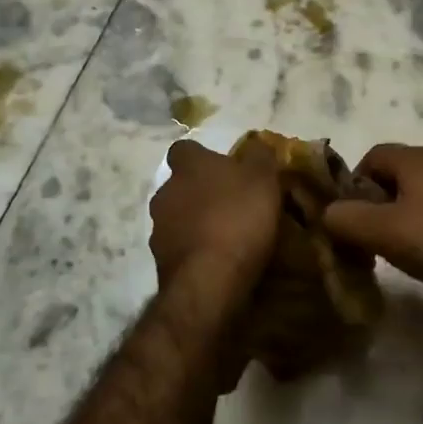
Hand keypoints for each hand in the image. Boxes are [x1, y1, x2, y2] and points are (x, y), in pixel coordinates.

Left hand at [149, 139, 280, 296]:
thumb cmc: (239, 218)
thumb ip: (260, 156)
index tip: (222, 168)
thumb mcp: (263, 179)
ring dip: (194, 221)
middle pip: (179, 184)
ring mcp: (158, 227)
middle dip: (198, 191)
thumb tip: (256, 144)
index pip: (184, 149)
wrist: (209, 279)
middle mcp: (165, 191)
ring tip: (223, 235)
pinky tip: (214, 259)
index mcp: (188, 166)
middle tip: (227, 202)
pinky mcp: (160, 260)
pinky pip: (178, 246)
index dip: (202, 157)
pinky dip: (193, 248)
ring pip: (176, 216)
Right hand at [322, 144, 422, 304]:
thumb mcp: (382, 233)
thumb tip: (327, 213)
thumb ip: (345, 219)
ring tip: (402, 247)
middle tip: (371, 234)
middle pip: (399, 173)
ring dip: (406, 212)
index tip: (349, 216)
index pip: (373, 155)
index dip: (353, 183)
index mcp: (418, 158)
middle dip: (379, 200)